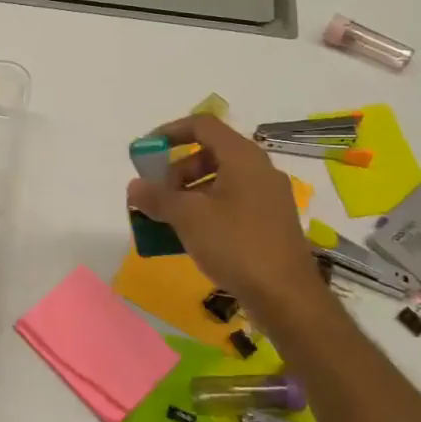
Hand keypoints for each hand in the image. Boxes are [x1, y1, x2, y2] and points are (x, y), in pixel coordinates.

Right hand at [126, 114, 329, 315]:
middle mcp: (259, 170)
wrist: (285, 296)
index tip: (146, 151)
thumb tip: (135, 187)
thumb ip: (157, 197)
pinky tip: (190, 237)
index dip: (170, 131)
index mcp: (243, 157)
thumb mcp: (188, 217)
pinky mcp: (269, 223)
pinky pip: (230, 204)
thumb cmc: (235, 244)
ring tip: (167, 220)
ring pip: (219, 181)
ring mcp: (267, 198)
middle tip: (157, 195)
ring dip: (188, 194)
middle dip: (176, 171)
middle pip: (209, 154)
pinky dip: (206, 211)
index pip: (203, 125)